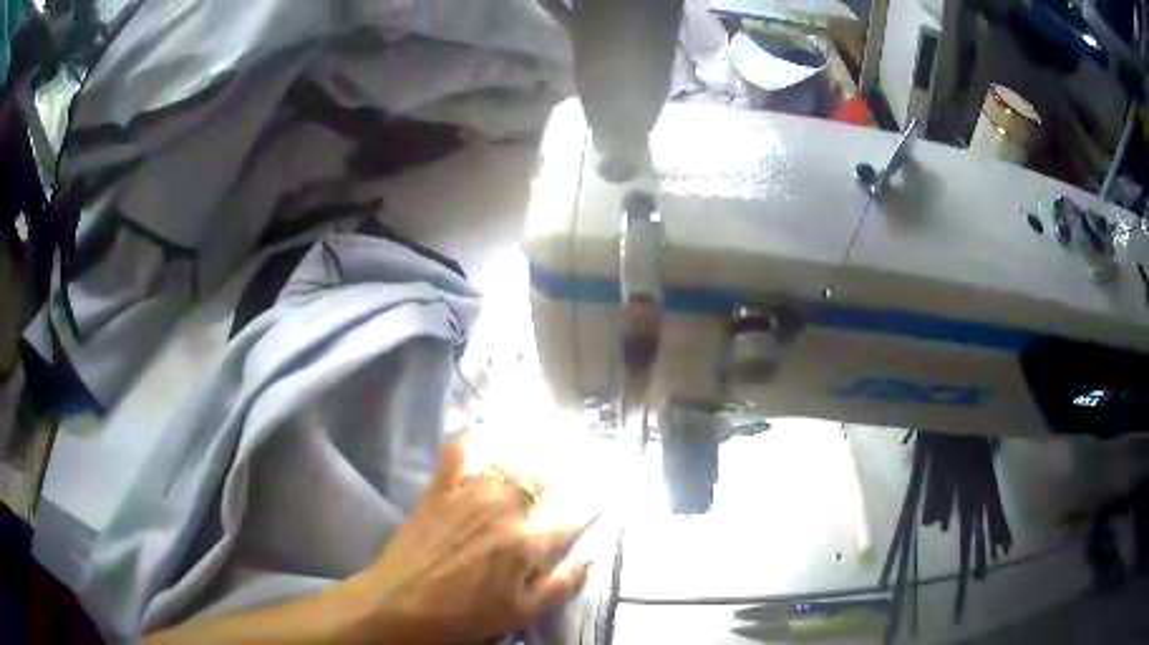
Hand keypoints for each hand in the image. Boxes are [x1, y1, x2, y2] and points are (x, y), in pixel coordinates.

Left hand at [362, 432, 595, 643]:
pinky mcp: (440, 488)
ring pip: (506, 461)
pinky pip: (458, 451)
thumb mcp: (521, 612)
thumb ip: (560, 583)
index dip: (587, 509)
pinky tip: (482, 431)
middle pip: (540, 480)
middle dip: (556, 476)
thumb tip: (591, 554)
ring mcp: (469, 494)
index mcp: (526, 543)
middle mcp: (503, 510)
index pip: (569, 518)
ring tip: (532, 455)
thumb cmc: (465, 615)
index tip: (598, 500)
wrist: (401, 604)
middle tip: (561, 478)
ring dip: (523, 457)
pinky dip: (471, 436)